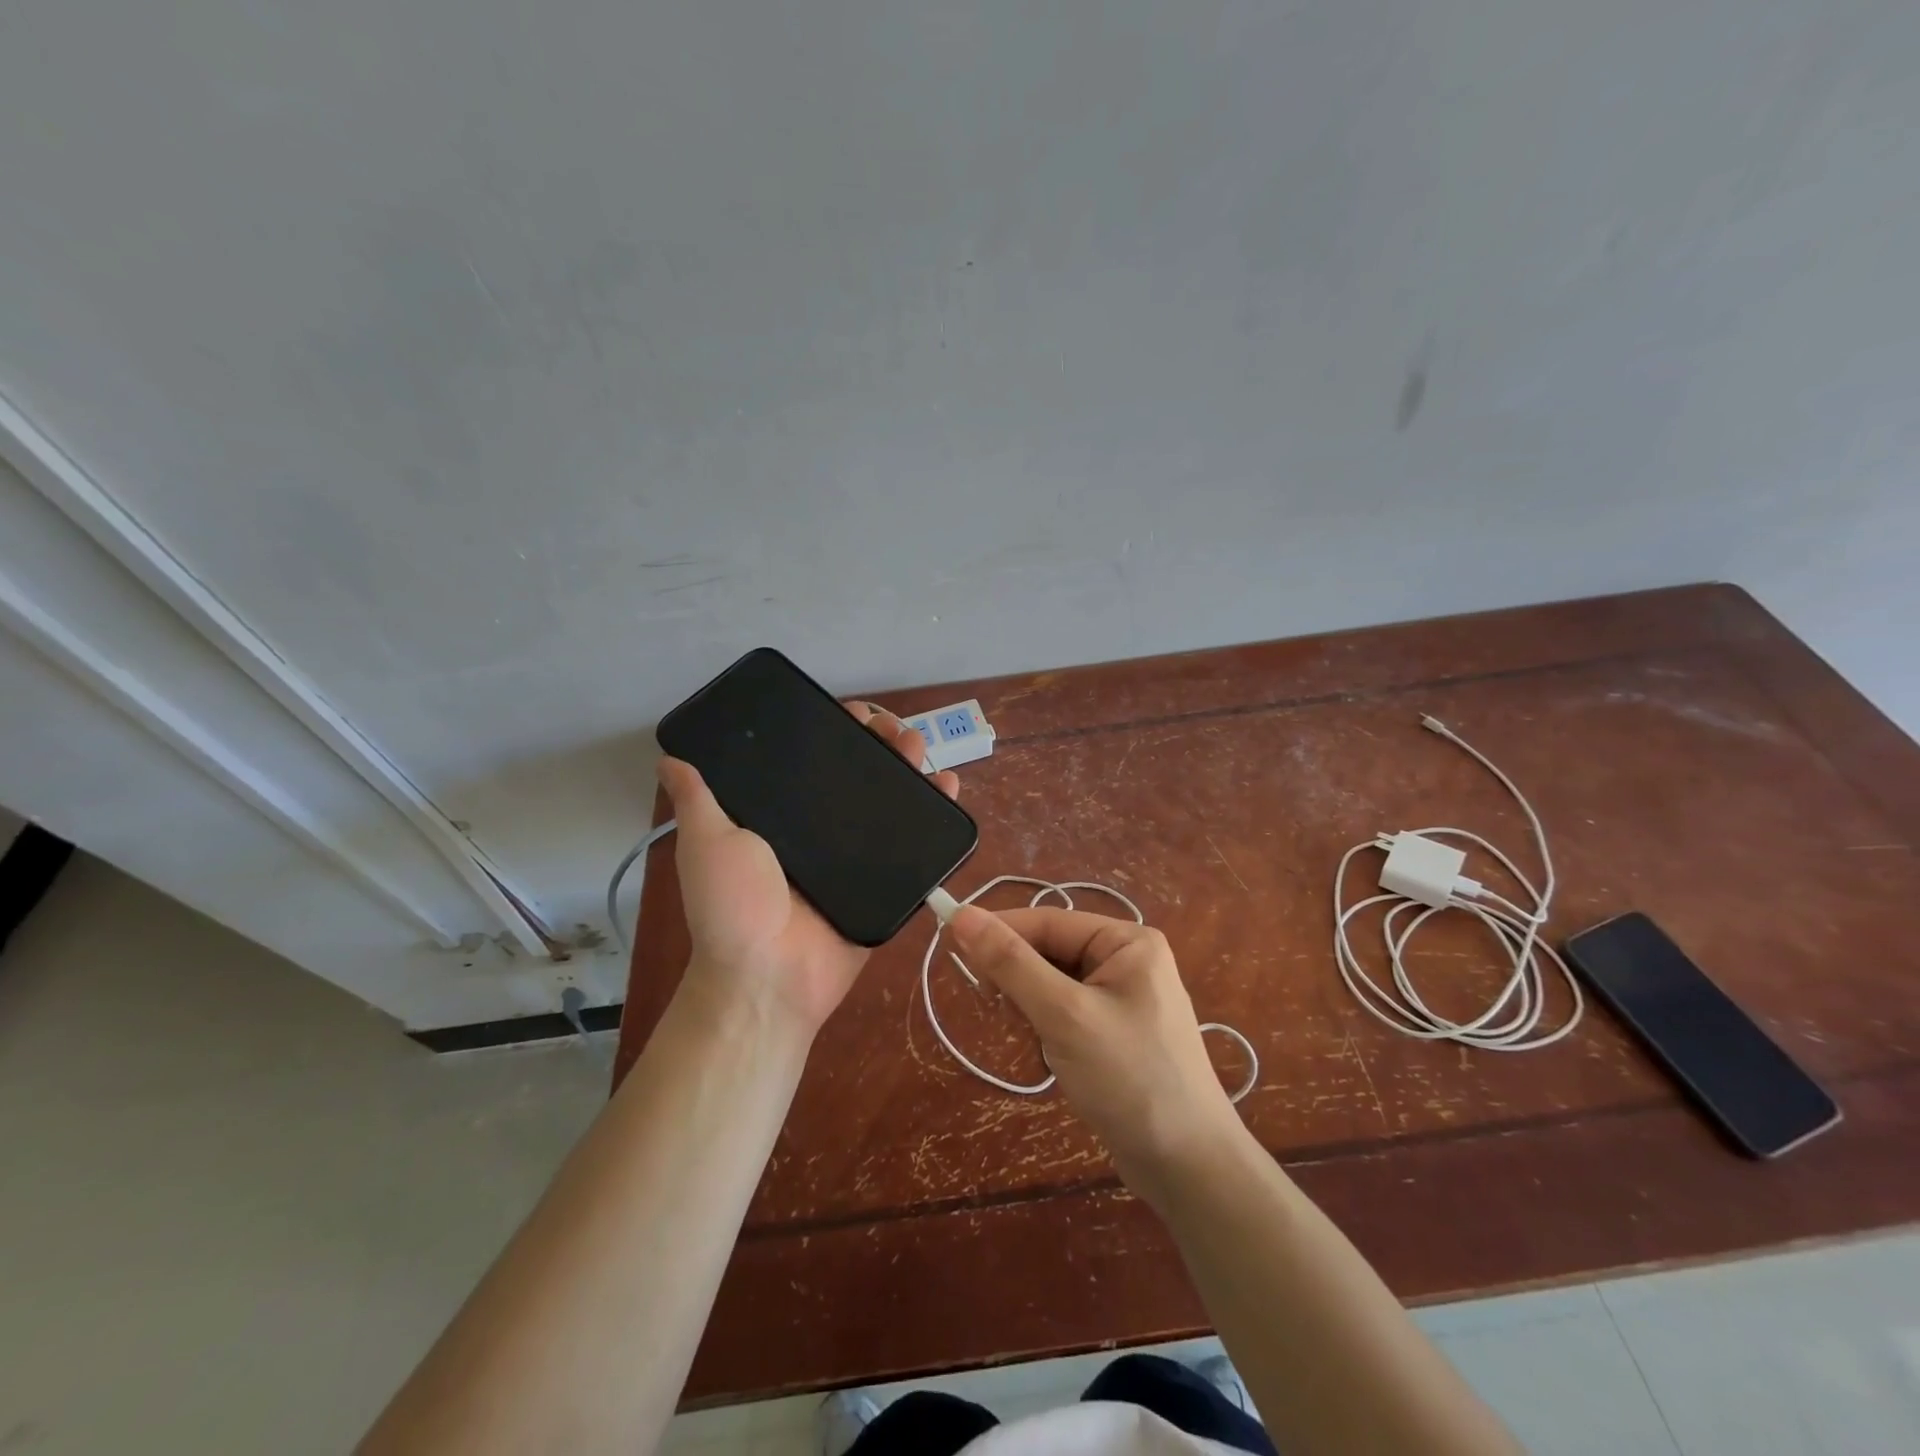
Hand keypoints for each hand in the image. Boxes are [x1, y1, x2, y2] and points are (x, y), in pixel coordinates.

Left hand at [659, 702, 959, 1039]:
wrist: (770, 976)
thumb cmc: (733, 907)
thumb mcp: (707, 844)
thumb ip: (697, 801)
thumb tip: (670, 758)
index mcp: (784, 819)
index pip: (814, 764)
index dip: (835, 734)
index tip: (852, 713)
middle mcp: (822, 833)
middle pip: (859, 777)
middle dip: (881, 746)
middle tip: (895, 730)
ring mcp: (857, 858)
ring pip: (890, 803)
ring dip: (910, 769)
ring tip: (920, 748)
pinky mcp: (886, 882)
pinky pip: (915, 845)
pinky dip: (935, 814)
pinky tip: (948, 785)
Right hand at [949, 905, 1246, 1199]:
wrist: (1189, 1169)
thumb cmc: (1130, 1079)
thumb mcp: (1064, 1015)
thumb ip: (1011, 963)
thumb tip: (961, 915)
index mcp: (1127, 940)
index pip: (1046, 921)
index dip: (997, 931)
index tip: (949, 943)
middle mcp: (1127, 960)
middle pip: (1048, 951)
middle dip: (1021, 983)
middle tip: (999, 1012)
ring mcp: (1122, 997)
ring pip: (1050, 985)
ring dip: (1033, 1012)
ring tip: (1042, 1047)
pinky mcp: (1114, 1032)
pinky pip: (1064, 1013)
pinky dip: (1048, 1032)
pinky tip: (1056, 1061)